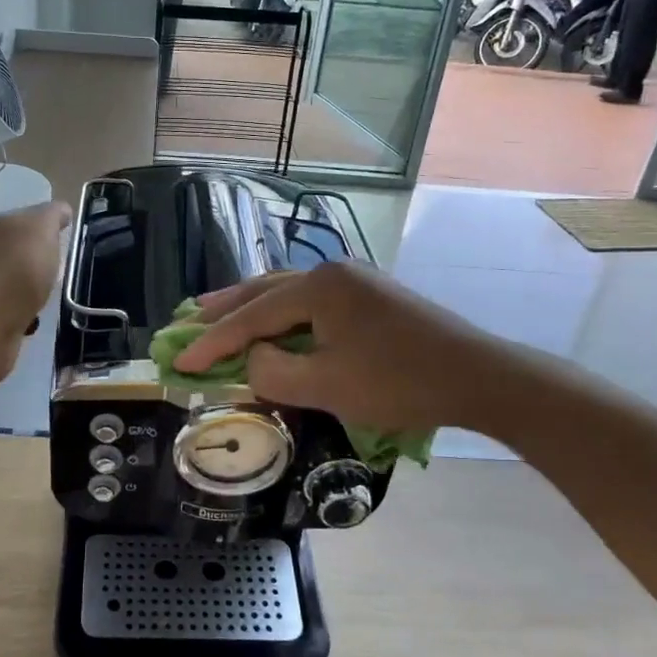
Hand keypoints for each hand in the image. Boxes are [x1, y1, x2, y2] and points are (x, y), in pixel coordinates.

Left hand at [0, 202, 69, 379]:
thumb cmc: (17, 269)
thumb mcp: (41, 228)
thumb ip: (52, 215)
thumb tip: (62, 211)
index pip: (28, 217)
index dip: (50, 224)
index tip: (69, 236)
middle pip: (24, 249)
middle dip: (43, 257)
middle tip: (65, 265)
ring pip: (21, 280)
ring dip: (36, 286)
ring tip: (54, 293)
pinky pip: (18, 308)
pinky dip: (29, 312)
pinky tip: (38, 317)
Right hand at [172, 263, 487, 433]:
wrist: (477, 376)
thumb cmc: (399, 382)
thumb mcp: (326, 386)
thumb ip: (273, 372)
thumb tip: (253, 358)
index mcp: (317, 286)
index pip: (252, 316)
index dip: (213, 343)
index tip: (179, 362)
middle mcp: (331, 271)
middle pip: (264, 289)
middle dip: (224, 308)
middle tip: (187, 318)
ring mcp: (354, 279)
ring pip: (288, 291)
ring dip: (252, 306)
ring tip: (218, 311)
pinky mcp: (371, 295)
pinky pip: (311, 300)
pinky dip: (284, 313)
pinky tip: (276, 321)